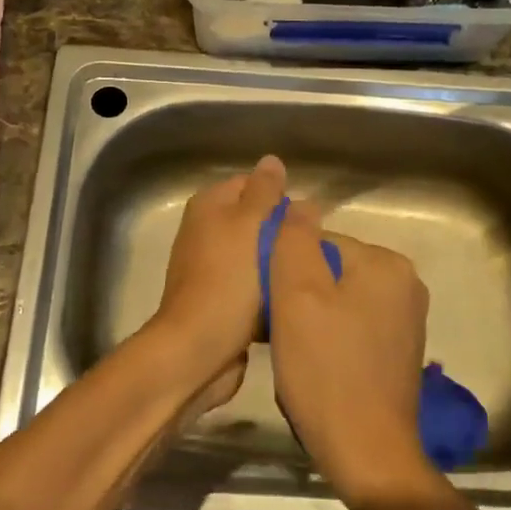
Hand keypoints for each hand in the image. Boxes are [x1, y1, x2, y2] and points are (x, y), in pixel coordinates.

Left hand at [143, 155, 288, 401]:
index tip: (305, 221)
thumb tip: (271, 160)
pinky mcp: (221, 301)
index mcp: (209, 207)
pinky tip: (292, 301)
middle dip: (284, 234)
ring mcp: (213, 268)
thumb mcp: (249, 225)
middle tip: (312, 251)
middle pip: (258, 221)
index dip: (279, 198)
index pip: (252, 184)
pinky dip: (271, 292)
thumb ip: (264, 192)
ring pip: (259, 256)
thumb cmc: (227, 281)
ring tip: (308, 275)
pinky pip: (254, 287)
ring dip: (280, 265)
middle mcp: (206, 232)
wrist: (198, 350)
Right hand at [267, 200, 435, 505]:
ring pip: (340, 299)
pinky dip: (333, 338)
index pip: (319, 242)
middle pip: (331, 269)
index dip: (286, 270)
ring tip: (298, 352)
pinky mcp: (401, 351)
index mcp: (386, 262)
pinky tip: (319, 366)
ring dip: (313, 318)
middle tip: (281, 331)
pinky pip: (355, 325)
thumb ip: (294, 239)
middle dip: (301, 294)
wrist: (367, 453)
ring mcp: (408, 319)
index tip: (272, 304)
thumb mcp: (296, 294)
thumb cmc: (325, 368)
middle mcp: (406, 283)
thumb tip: (300, 203)